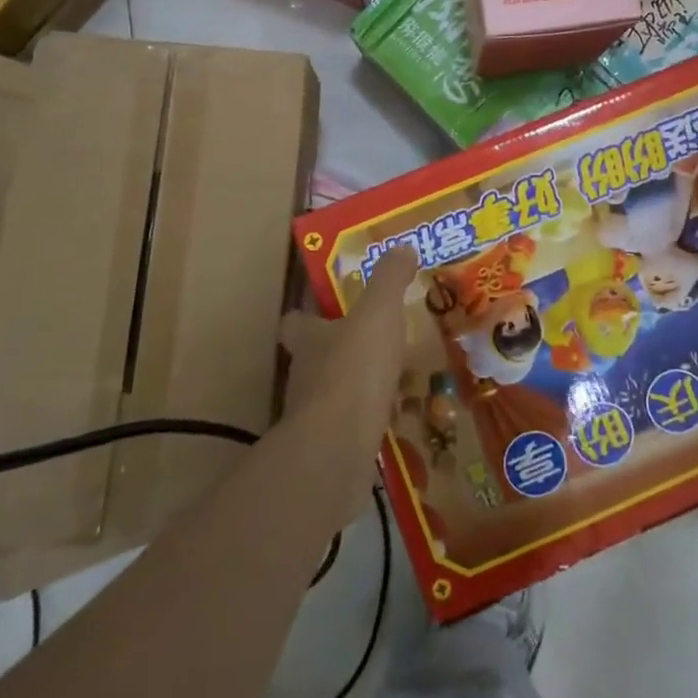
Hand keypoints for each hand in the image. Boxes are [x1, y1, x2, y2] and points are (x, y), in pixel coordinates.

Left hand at [278, 246, 417, 493]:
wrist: (337, 450)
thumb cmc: (354, 369)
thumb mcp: (378, 313)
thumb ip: (389, 279)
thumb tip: (402, 247)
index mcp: (309, 338)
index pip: (295, 321)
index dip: (308, 314)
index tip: (331, 308)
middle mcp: (305, 375)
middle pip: (316, 357)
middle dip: (341, 349)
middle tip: (376, 340)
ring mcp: (315, 417)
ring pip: (336, 394)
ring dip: (359, 386)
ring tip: (396, 378)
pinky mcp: (332, 450)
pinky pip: (354, 428)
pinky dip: (372, 421)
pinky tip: (399, 417)